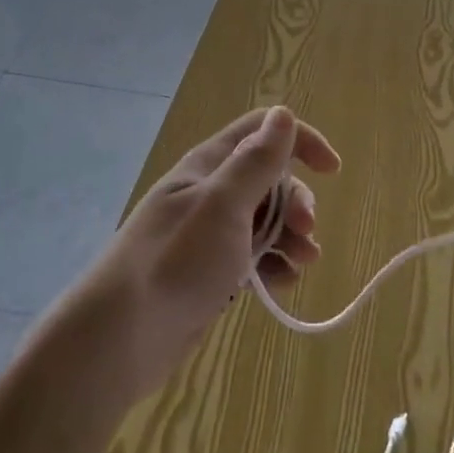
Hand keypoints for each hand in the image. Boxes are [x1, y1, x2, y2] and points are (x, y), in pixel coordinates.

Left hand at [70, 106, 340, 405]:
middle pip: (268, 179)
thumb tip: (283, 114)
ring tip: (301, 265)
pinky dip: (272, 265)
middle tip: (306, 232)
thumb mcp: (223, 205)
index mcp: (209, 165)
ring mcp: (207, 234)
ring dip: (290, 237)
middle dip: (295, 201)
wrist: (121, 338)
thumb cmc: (176, 261)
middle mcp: (209, 192)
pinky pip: (251, 256)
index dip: (300, 141)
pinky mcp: (208, 271)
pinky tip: (281, 284)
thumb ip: (256, 161)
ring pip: (264, 221)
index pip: (262, 132)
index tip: (332, 171)